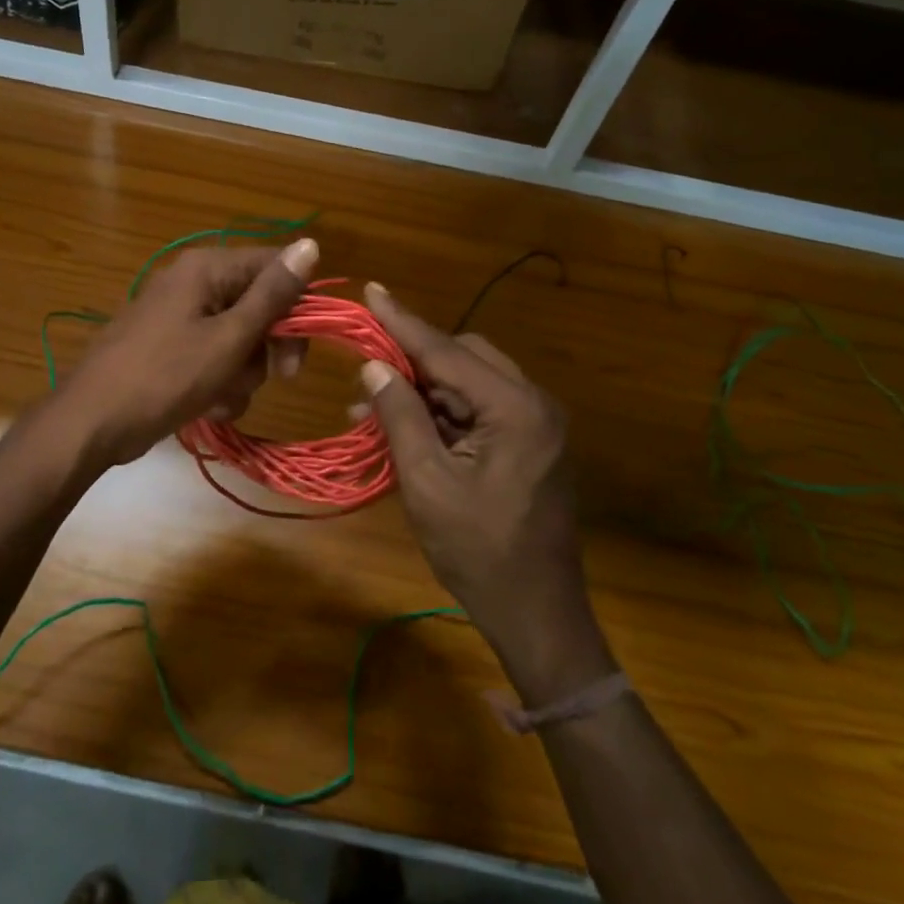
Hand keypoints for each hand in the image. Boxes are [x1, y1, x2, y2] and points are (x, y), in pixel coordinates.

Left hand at [57, 239, 316, 467]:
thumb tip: (310, 244)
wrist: (92, 422)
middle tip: (278, 377)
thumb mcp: (229, 338)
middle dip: (266, 348)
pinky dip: (218, 383)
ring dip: (242, 373)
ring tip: (222, 397)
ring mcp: (178, 316)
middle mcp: (193, 283)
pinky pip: (212, 357)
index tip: (299, 348)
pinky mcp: (169, 347)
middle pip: (258, 305)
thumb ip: (272, 294)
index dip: (297, 304)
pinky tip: (208, 407)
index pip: (274, 266)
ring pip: (239, 338)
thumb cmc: (165, 377)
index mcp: (207, 268)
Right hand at [358, 283, 606, 675]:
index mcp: (515, 408)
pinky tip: (403, 425)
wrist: (537, 613)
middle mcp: (534, 402)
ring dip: (423, 389)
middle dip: (412, 358)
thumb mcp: (427, 482)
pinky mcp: (529, 441)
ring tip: (369, 407)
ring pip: (469, 381)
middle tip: (365, 366)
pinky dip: (442, 412)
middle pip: (463, 357)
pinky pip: (479, 408)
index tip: (371, 290)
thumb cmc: (479, 552)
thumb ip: (401, 416)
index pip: (447, 351)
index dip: (403, 322)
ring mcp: (536, 422)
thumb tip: (373, 366)